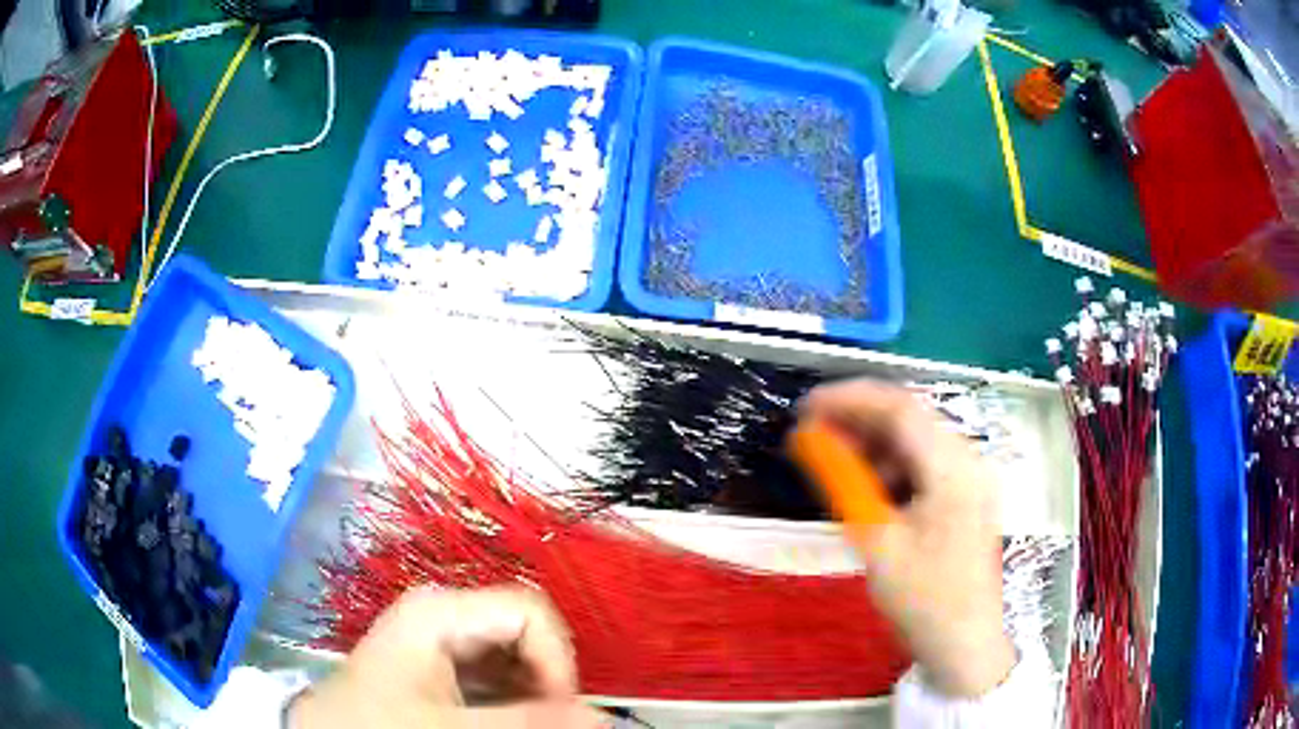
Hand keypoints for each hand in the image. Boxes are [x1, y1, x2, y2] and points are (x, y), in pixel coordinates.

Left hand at [289, 586, 604, 728]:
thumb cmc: (382, 722)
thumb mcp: (457, 725)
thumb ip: (531, 722)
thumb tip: (603, 718)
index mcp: (441, 609)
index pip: (530, 611)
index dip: (557, 659)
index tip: (561, 710)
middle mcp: (444, 613)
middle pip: (524, 633)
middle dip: (545, 681)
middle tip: (546, 722)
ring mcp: (440, 638)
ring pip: (513, 656)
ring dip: (531, 693)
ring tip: (525, 724)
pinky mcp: (438, 663)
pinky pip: (494, 674)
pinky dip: (511, 700)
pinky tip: (502, 722)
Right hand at [799, 380, 1015, 697]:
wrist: (964, 643)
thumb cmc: (921, 598)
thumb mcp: (876, 541)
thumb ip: (844, 481)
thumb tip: (807, 438)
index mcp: (954, 468)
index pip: (900, 409)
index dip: (849, 400)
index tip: (805, 408)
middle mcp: (969, 460)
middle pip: (911, 419)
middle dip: (859, 420)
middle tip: (812, 434)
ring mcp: (972, 478)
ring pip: (917, 441)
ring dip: (875, 444)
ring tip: (836, 464)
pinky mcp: (967, 496)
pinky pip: (926, 465)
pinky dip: (893, 467)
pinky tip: (869, 489)